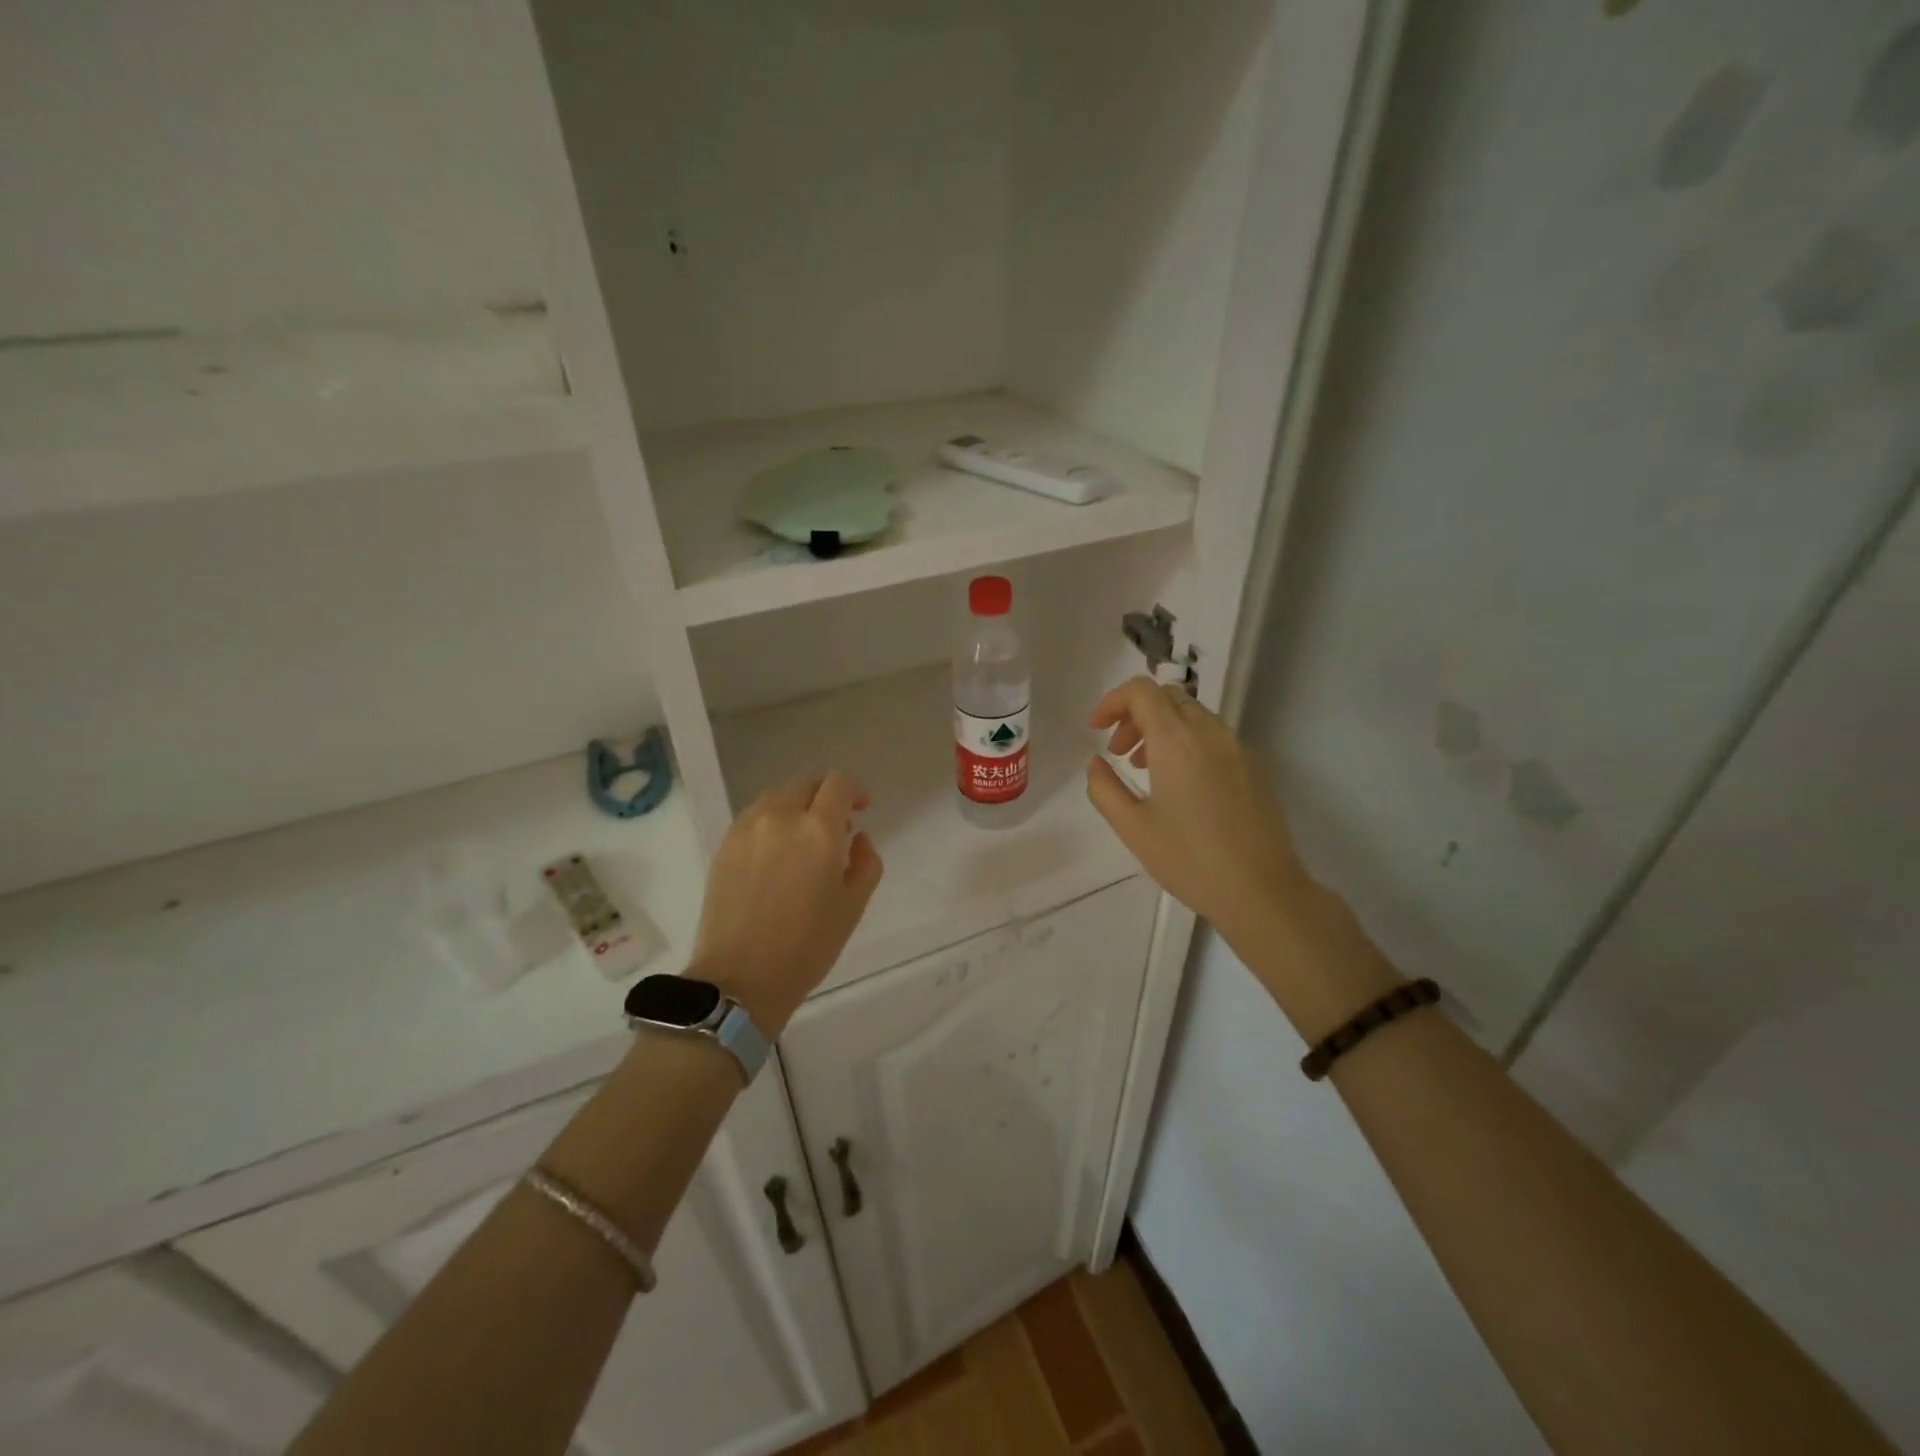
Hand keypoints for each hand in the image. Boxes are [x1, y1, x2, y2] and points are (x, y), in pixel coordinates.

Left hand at [692, 771, 883, 1034]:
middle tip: (835, 827)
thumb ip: (866, 862)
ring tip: (803, 841)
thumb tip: (857, 838)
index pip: (838, 784)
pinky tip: (776, 854)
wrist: (740, 978)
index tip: (861, 809)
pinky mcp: (725, 845)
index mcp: (818, 830)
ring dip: (796, 807)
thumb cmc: (807, 946)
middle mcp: (781, 817)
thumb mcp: (853, 906)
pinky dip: (772, 822)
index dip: (854, 791)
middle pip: (806, 784)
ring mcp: (747, 829)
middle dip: (825, 797)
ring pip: (777, 797)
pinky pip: (755, 817)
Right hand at [1085, 678, 1308, 956]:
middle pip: (1167, 697)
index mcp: (1177, 741)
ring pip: (1192, 715)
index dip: (1112, 701)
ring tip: (1144, 768)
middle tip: (1117, 751)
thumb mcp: (1133, 828)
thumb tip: (1096, 763)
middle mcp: (1210, 733)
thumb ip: (1104, 788)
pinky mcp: (1253, 766)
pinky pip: (1213, 736)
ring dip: (1161, 728)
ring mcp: (1237, 748)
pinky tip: (1179, 784)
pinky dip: (1186, 742)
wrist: (1261, 891)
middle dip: (1135, 714)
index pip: (1141, 691)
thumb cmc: (1190, 860)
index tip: (1096, 729)